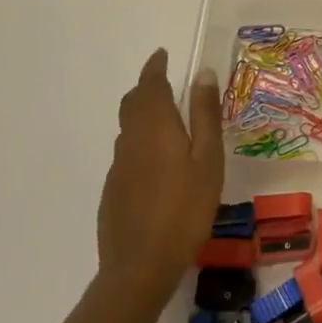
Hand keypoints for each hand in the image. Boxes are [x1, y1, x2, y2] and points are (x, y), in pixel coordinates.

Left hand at [97, 49, 223, 302]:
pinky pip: (127, 152)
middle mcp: (131, 139)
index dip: (156, 67)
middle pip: (133, 103)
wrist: (139, 267)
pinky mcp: (114, 190)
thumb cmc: (185, 208)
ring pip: (128, 128)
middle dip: (147, 87)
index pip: (151, 84)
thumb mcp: (208, 159)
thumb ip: (204, 115)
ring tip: (166, 120)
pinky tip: (157, 162)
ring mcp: (118, 167)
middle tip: (165, 82)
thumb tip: (203, 73)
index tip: (163, 54)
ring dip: (143, 114)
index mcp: (155, 126)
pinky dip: (140, 142)